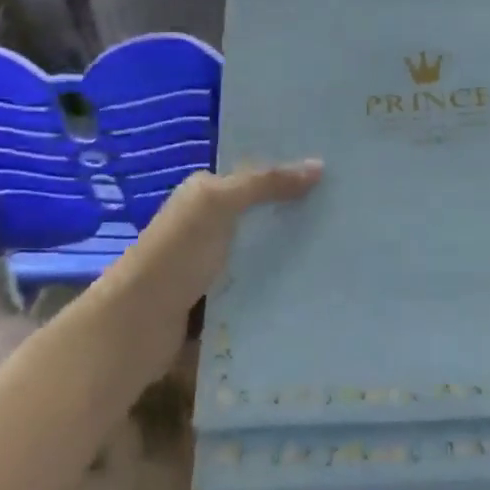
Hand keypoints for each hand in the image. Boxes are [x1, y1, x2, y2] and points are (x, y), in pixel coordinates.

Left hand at [99, 160, 322, 366]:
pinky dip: (280, 282)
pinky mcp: (219, 297)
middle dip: (299, 210)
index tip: (338, 173)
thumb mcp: (218, 205)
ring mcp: (213, 262)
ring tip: (343, 249)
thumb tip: (319, 165)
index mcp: (204, 193)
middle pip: (261, 211)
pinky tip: (315, 284)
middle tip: (351, 212)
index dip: (290, 170)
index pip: (255, 173)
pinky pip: (257, 282)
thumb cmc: (176, 254)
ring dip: (293, 250)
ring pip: (262, 248)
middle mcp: (207, 223)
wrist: (138, 324)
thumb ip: (264, 184)